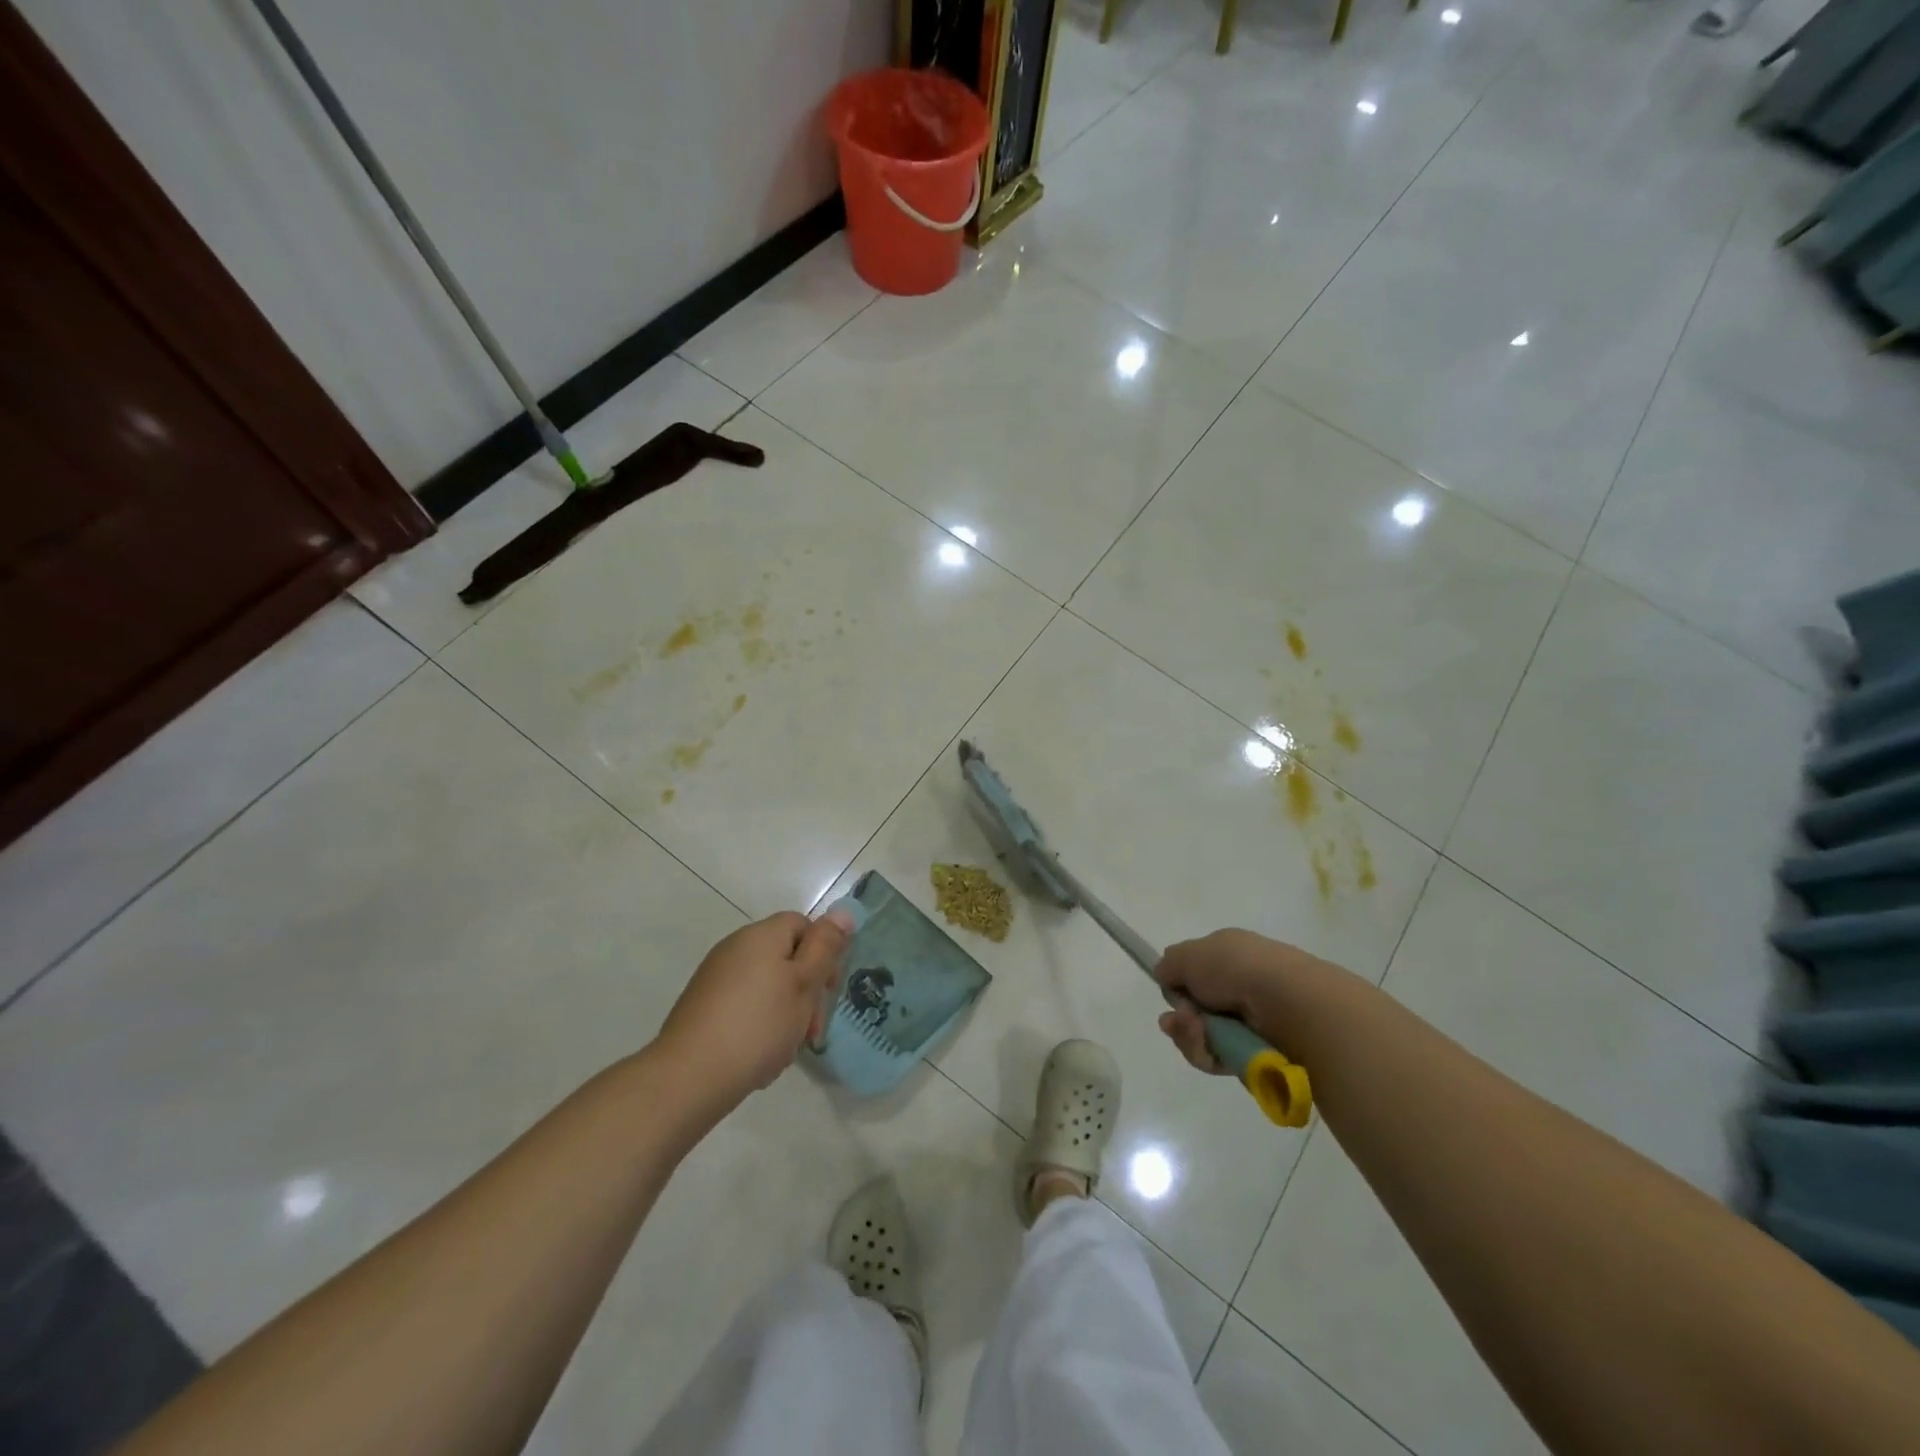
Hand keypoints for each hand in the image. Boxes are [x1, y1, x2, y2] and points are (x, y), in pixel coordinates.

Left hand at [655, 908, 852, 1104]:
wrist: (689, 1077)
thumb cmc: (758, 1025)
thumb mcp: (804, 983)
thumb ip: (825, 946)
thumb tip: (843, 911)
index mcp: (761, 935)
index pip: (803, 924)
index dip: (822, 953)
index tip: (828, 990)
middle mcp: (735, 948)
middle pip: (785, 957)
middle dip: (805, 991)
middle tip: (811, 1030)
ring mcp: (715, 978)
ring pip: (767, 986)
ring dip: (784, 1013)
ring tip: (785, 1049)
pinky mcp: (702, 1007)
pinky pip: (744, 1007)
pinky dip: (758, 1026)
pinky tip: (760, 1057)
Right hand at [1153, 929, 1339, 1074]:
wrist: (1286, 1003)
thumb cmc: (1236, 968)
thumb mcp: (1190, 954)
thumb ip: (1170, 964)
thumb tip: (1165, 975)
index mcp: (1230, 956)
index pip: (1195, 974)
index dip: (1178, 986)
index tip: (1170, 992)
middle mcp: (1241, 988)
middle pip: (1195, 1011)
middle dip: (1180, 1018)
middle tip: (1180, 1020)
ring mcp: (1250, 1023)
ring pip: (1202, 1037)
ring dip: (1189, 1036)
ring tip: (1196, 1031)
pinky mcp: (1255, 1055)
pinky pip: (1217, 1059)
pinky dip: (1206, 1054)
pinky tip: (1208, 1047)